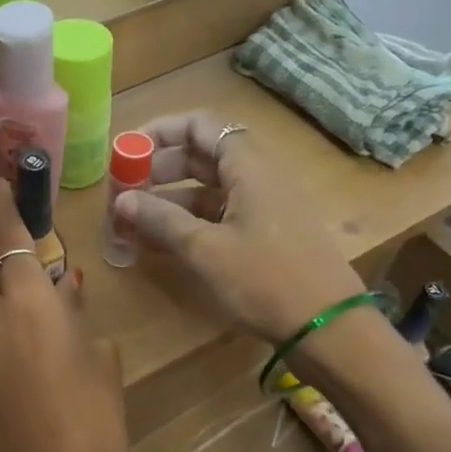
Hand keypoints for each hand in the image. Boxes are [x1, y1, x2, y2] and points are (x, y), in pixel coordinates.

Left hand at [0, 180, 127, 451]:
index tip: (2, 181)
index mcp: (28, 304)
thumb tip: (66, 289)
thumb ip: (78, 314)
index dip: (5, 206)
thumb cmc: (93, 421)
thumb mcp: (100, 359)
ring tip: (15, 258)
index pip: (9, 237)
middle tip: (11, 217)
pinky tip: (14, 304)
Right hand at [112, 111, 365, 343]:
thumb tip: (121, 200)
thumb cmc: (266, 279)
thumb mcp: (206, 249)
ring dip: (171, 200)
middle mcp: (258, 176)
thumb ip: (162, 220)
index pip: (199, 125)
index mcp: (248, 165)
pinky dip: (190, 222)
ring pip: (209, 189)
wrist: (328, 325)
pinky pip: (221, 214)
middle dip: (159, 170)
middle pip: (202, 155)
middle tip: (124, 191)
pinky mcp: (267, 233)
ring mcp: (265, 205)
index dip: (160, 132)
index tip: (126, 153)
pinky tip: (161, 243)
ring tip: (132, 222)